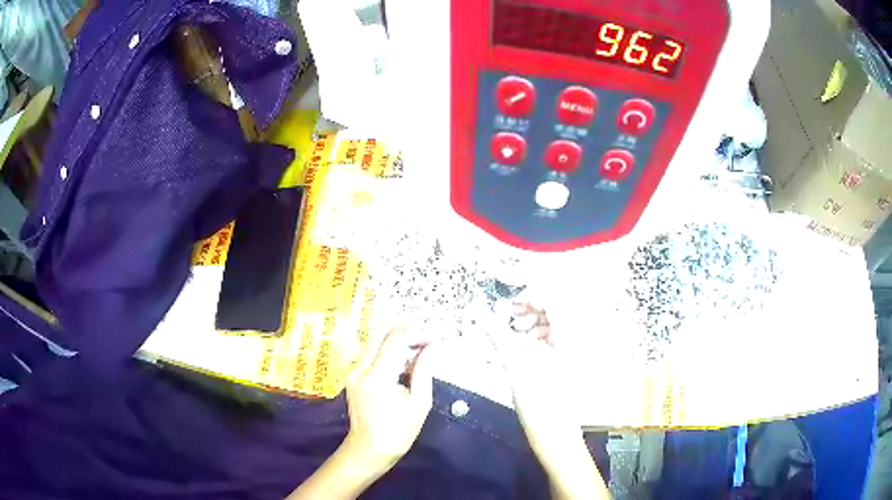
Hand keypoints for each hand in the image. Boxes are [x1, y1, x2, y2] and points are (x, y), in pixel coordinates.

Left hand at [344, 327, 437, 470]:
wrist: (368, 449)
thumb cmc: (398, 432)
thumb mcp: (419, 403)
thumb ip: (424, 370)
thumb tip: (434, 346)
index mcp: (378, 377)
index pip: (396, 339)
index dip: (418, 333)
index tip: (436, 339)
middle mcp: (361, 368)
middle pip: (379, 331)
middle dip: (404, 327)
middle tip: (426, 334)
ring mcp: (353, 370)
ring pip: (373, 339)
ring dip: (396, 336)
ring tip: (418, 346)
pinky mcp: (353, 375)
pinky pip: (370, 351)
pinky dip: (387, 347)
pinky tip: (404, 359)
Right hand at [496, 302, 609, 498]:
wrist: (556, 436)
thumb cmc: (540, 401)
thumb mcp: (515, 365)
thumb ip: (497, 333)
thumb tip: (477, 310)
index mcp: (571, 333)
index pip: (554, 297)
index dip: (529, 295)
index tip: (507, 305)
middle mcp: (577, 338)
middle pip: (554, 308)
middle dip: (529, 310)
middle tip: (508, 320)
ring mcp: (575, 352)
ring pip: (553, 324)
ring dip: (530, 325)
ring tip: (512, 336)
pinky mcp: (568, 364)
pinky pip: (552, 340)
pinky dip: (535, 339)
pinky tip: (520, 351)